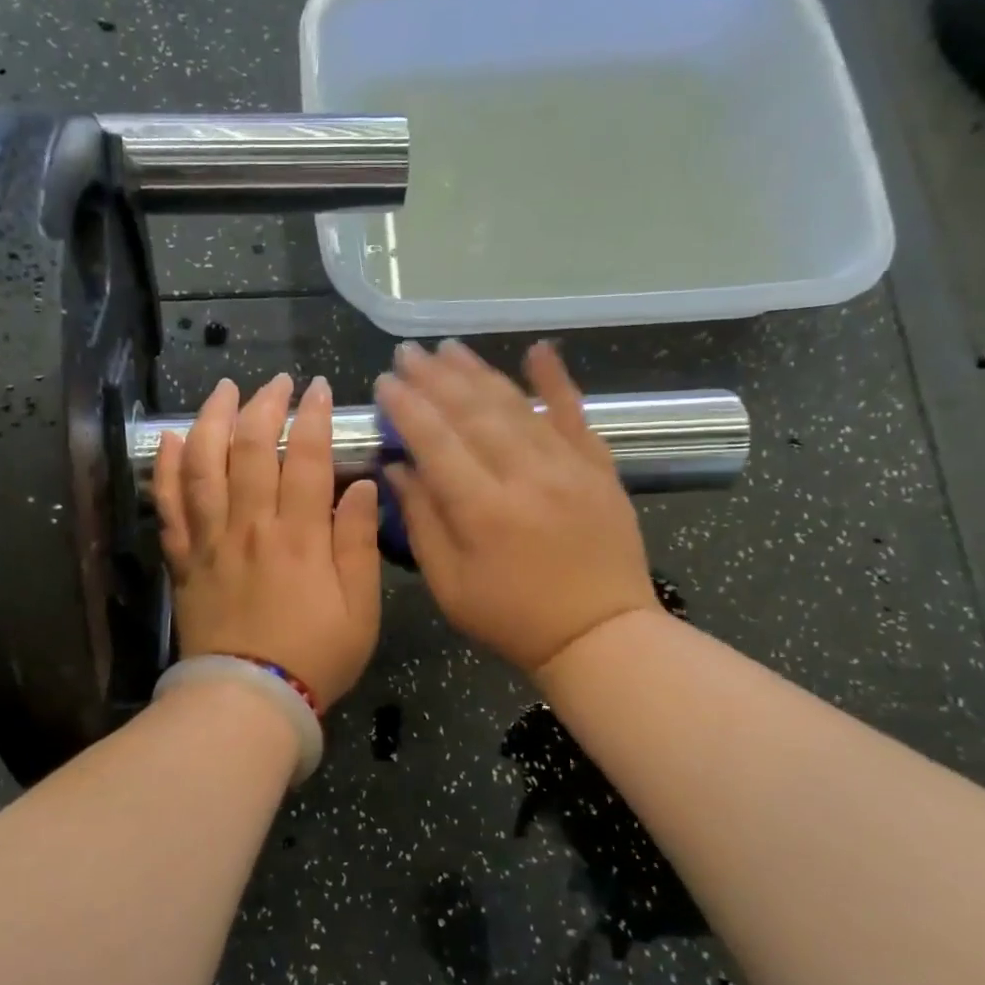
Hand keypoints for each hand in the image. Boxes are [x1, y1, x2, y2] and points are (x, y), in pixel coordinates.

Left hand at [152, 374, 382, 708]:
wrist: (247, 700)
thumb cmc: (314, 658)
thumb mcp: (360, 610)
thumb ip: (359, 544)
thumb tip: (363, 486)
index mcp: (300, 537)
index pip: (307, 459)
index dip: (314, 417)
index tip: (319, 389)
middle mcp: (251, 527)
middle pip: (252, 449)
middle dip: (266, 406)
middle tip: (277, 382)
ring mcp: (211, 540)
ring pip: (205, 465)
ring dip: (214, 420)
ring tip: (224, 389)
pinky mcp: (184, 559)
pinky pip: (169, 505)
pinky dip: (167, 468)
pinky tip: (171, 438)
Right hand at [375, 340, 658, 676]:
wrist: (600, 636)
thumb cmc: (512, 619)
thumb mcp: (449, 585)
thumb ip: (422, 522)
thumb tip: (396, 468)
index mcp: (483, 510)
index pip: (436, 442)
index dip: (407, 407)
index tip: (384, 381)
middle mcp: (525, 476)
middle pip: (473, 413)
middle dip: (436, 379)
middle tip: (409, 352)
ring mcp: (568, 467)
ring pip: (516, 406)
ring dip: (479, 372)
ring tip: (449, 348)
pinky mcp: (599, 468)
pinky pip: (576, 414)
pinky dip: (556, 380)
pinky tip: (538, 350)